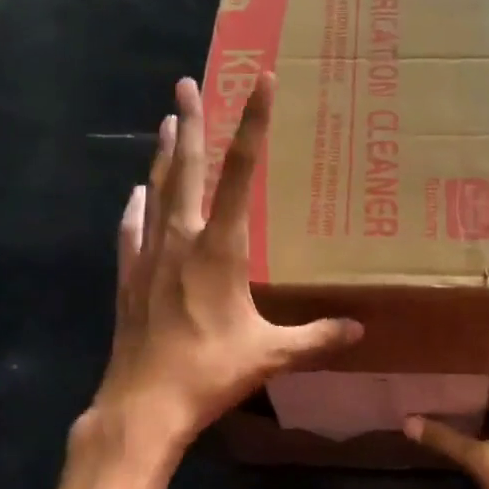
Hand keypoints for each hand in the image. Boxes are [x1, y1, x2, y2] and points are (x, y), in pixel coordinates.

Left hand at [86, 74, 361, 466]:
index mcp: (219, 248)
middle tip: (185, 82)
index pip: (239, 173)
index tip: (260, 84)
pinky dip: (135, 207)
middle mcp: (181, 239)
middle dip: (190, 122)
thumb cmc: (208, 373)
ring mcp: (149, 256)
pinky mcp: (129, 277)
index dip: (252, 125)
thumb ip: (315, 337)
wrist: (142, 406)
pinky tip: (135, 194)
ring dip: (164, 154)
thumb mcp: (270, 355)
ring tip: (167, 122)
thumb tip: (359, 330)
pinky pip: (132, 230)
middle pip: (186, 168)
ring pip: (157, 190)